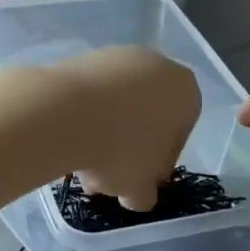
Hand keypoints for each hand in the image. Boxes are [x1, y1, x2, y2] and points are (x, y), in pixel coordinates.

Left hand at [52, 47, 200, 211]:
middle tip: (104, 178)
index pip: (179, 134)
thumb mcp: (141, 187)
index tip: (137, 181)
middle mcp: (157, 65)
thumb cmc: (120, 149)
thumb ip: (146, 193)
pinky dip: (82, 115)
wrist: (64, 112)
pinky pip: (90, 93)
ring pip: (116, 105)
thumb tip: (138, 195)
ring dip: (102, 134)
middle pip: (145, 117)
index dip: (157, 164)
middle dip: (126, 148)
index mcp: (185, 92)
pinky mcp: (83, 56)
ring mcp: (118, 56)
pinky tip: (66, 141)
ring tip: (79, 167)